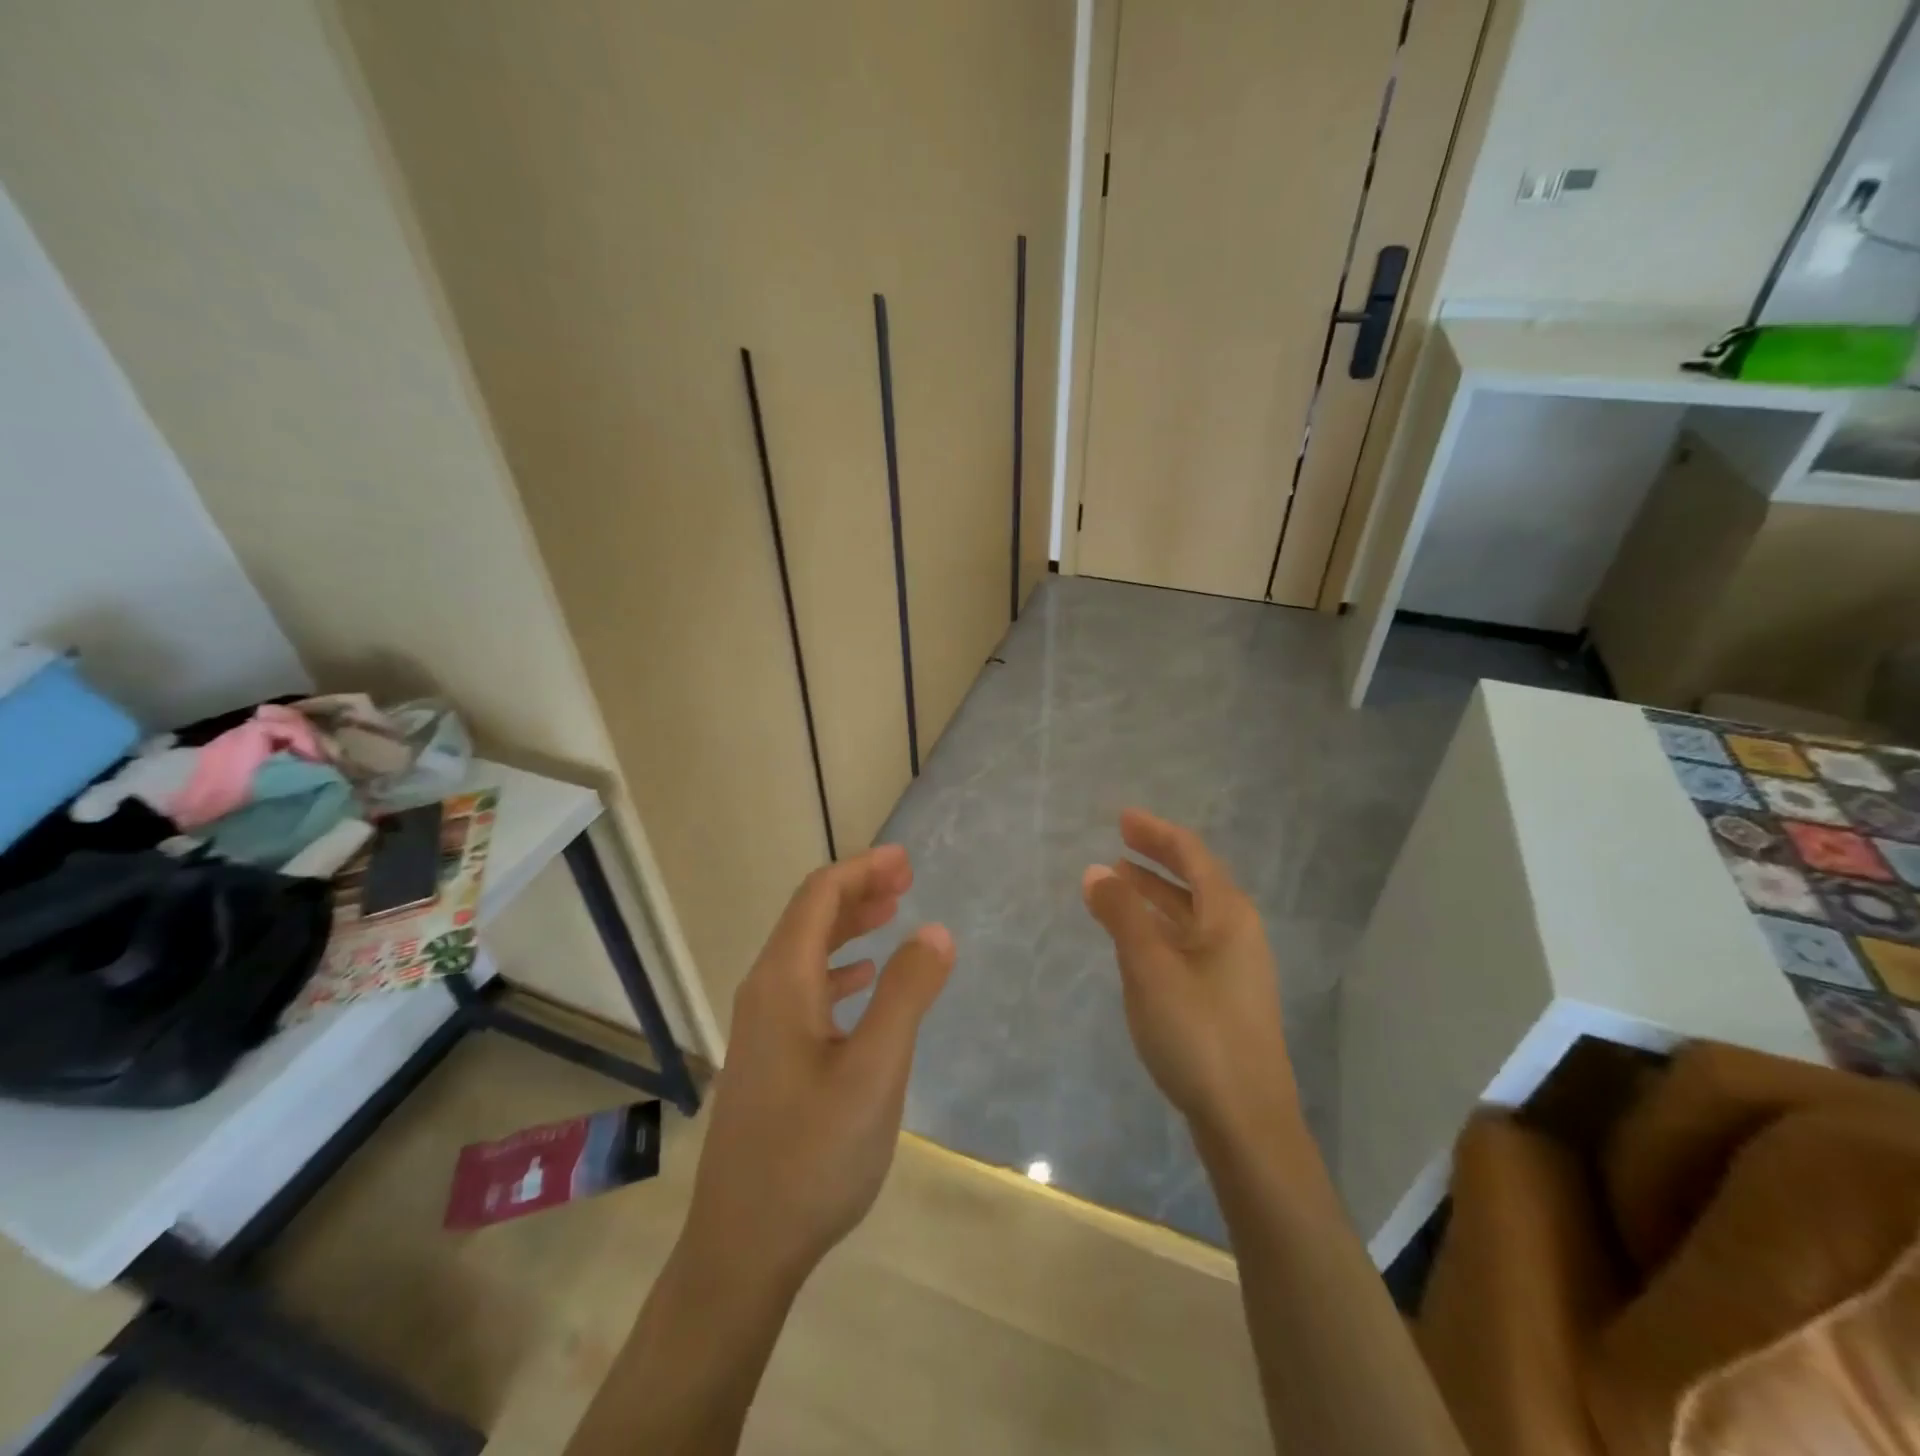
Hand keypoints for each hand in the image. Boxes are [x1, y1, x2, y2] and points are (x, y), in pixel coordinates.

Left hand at [683, 845, 955, 1290]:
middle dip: (858, 890)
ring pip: (806, 952)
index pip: (819, 897)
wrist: (743, 1247)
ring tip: (893, 915)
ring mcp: (762, 1027)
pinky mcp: (769, 1057)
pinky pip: (805, 987)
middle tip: (907, 880)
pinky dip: (839, 967)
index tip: (906, 861)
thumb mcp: (875, 1072)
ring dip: (849, 926)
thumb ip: (906, 995)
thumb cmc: (812, 1155)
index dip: (862, 869)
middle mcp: (764, 992)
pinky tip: (863, 981)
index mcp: (783, 982)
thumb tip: (936, 930)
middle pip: (809, 917)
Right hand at [1082, 810, 1296, 1139]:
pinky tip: (1136, 938)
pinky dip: (1159, 927)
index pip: (1191, 854)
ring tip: (1118, 882)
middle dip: (1156, 858)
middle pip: (1195, 880)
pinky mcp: (1225, 996)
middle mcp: (1237, 933)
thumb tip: (1096, 872)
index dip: (1156, 832)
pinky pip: (1187, 942)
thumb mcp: (1149, 967)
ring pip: (1189, 914)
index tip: (1121, 818)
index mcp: (1228, 915)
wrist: (1246, 1121)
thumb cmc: (1198, 1033)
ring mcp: (1234, 967)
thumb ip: (1121, 915)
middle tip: (1118, 842)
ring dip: (1155, 894)